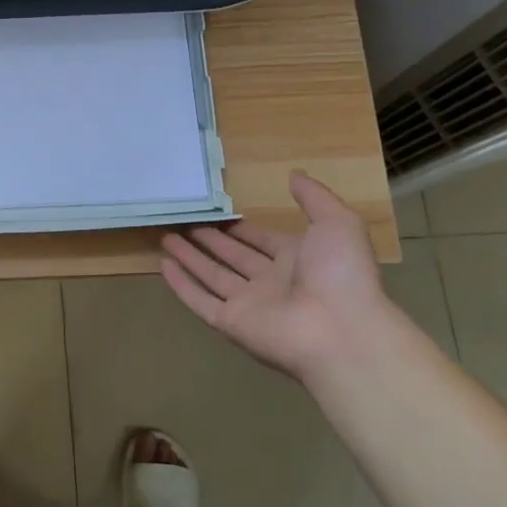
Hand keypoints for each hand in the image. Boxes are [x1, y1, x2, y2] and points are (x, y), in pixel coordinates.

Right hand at [159, 173, 392, 385]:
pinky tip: (164, 266)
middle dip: (210, 240)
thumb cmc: (341, 275)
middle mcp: (271, 281)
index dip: (240, 229)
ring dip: (190, 258)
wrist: (342, 332)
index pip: (261, 241)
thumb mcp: (337, 223)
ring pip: (212, 276)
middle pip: (233, 257)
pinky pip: (200, 300)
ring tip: (166, 238)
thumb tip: (293, 174)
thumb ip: (314, 197)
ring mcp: (249, 304)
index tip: (217, 214)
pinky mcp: (231, 323)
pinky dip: (181, 285)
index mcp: (297, 259)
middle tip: (184, 223)